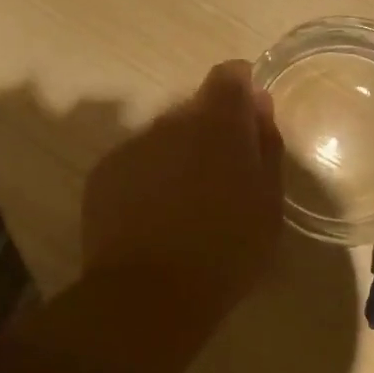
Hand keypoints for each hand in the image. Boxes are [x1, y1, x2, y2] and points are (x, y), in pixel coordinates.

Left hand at [82, 60, 285, 297]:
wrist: (149, 295)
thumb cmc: (226, 251)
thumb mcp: (268, 202)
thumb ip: (266, 144)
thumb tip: (258, 104)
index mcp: (219, 123)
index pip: (230, 77)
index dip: (241, 90)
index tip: (248, 120)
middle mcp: (173, 121)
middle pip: (196, 109)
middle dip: (211, 132)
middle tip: (222, 179)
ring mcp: (134, 144)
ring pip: (165, 136)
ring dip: (179, 155)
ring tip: (186, 204)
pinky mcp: (105, 171)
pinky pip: (137, 161)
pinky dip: (149, 177)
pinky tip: (154, 216)